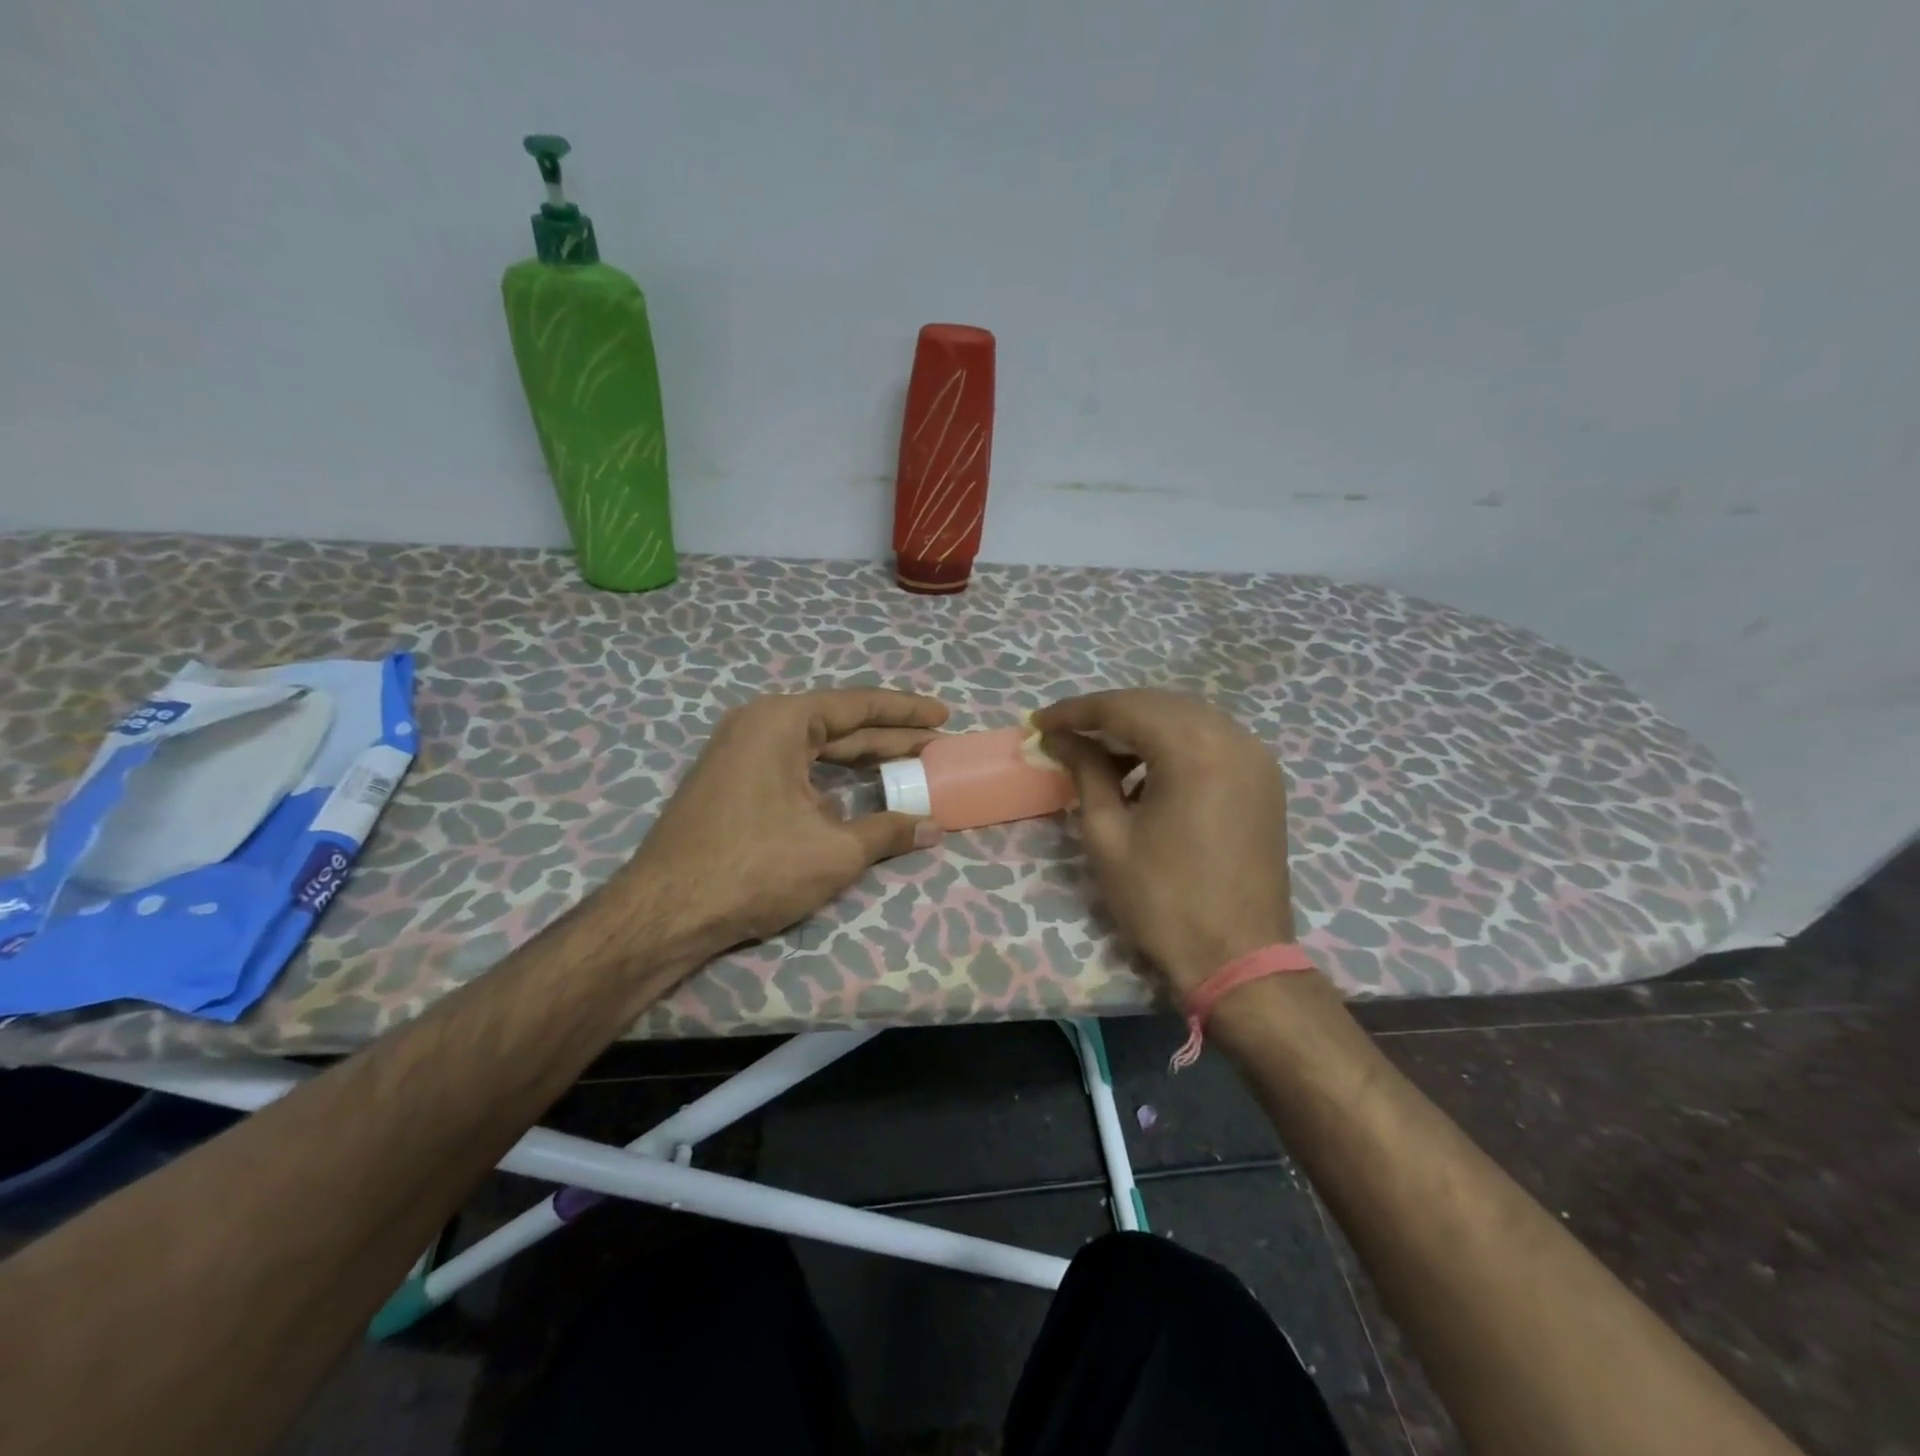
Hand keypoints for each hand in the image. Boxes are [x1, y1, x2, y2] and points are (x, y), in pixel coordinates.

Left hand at [616, 689, 947, 964]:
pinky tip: (859, 793)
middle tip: (936, 744)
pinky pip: (795, 768)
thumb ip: (888, 831)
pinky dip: (831, 778)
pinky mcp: (732, 783)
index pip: (859, 706)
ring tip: (909, 764)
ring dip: (862, 759)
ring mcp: (740, 753)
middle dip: (890, 736)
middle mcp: (759, 725)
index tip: (944, 716)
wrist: (665, 913)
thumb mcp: (834, 851)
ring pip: (816, 749)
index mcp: (782, 721)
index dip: (906, 712)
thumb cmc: (754, 868)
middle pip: (839, 724)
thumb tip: (934, 827)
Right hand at [1035, 689, 1293, 995]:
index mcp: (1194, 748)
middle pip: (1156, 704)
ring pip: (1185, 719)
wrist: (1239, 959)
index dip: (1075, 712)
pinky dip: (1172, 745)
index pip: (1123, 708)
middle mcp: (1232, 736)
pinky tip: (1144, 773)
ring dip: (1140, 729)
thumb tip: (1058, 739)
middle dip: (1106, 715)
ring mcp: (1255, 756)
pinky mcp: (1263, 779)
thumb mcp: (1108, 834)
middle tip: (1064, 735)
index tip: (1038, 723)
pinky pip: (1210, 741)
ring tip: (1099, 756)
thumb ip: (1085, 772)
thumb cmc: (1162, 901)